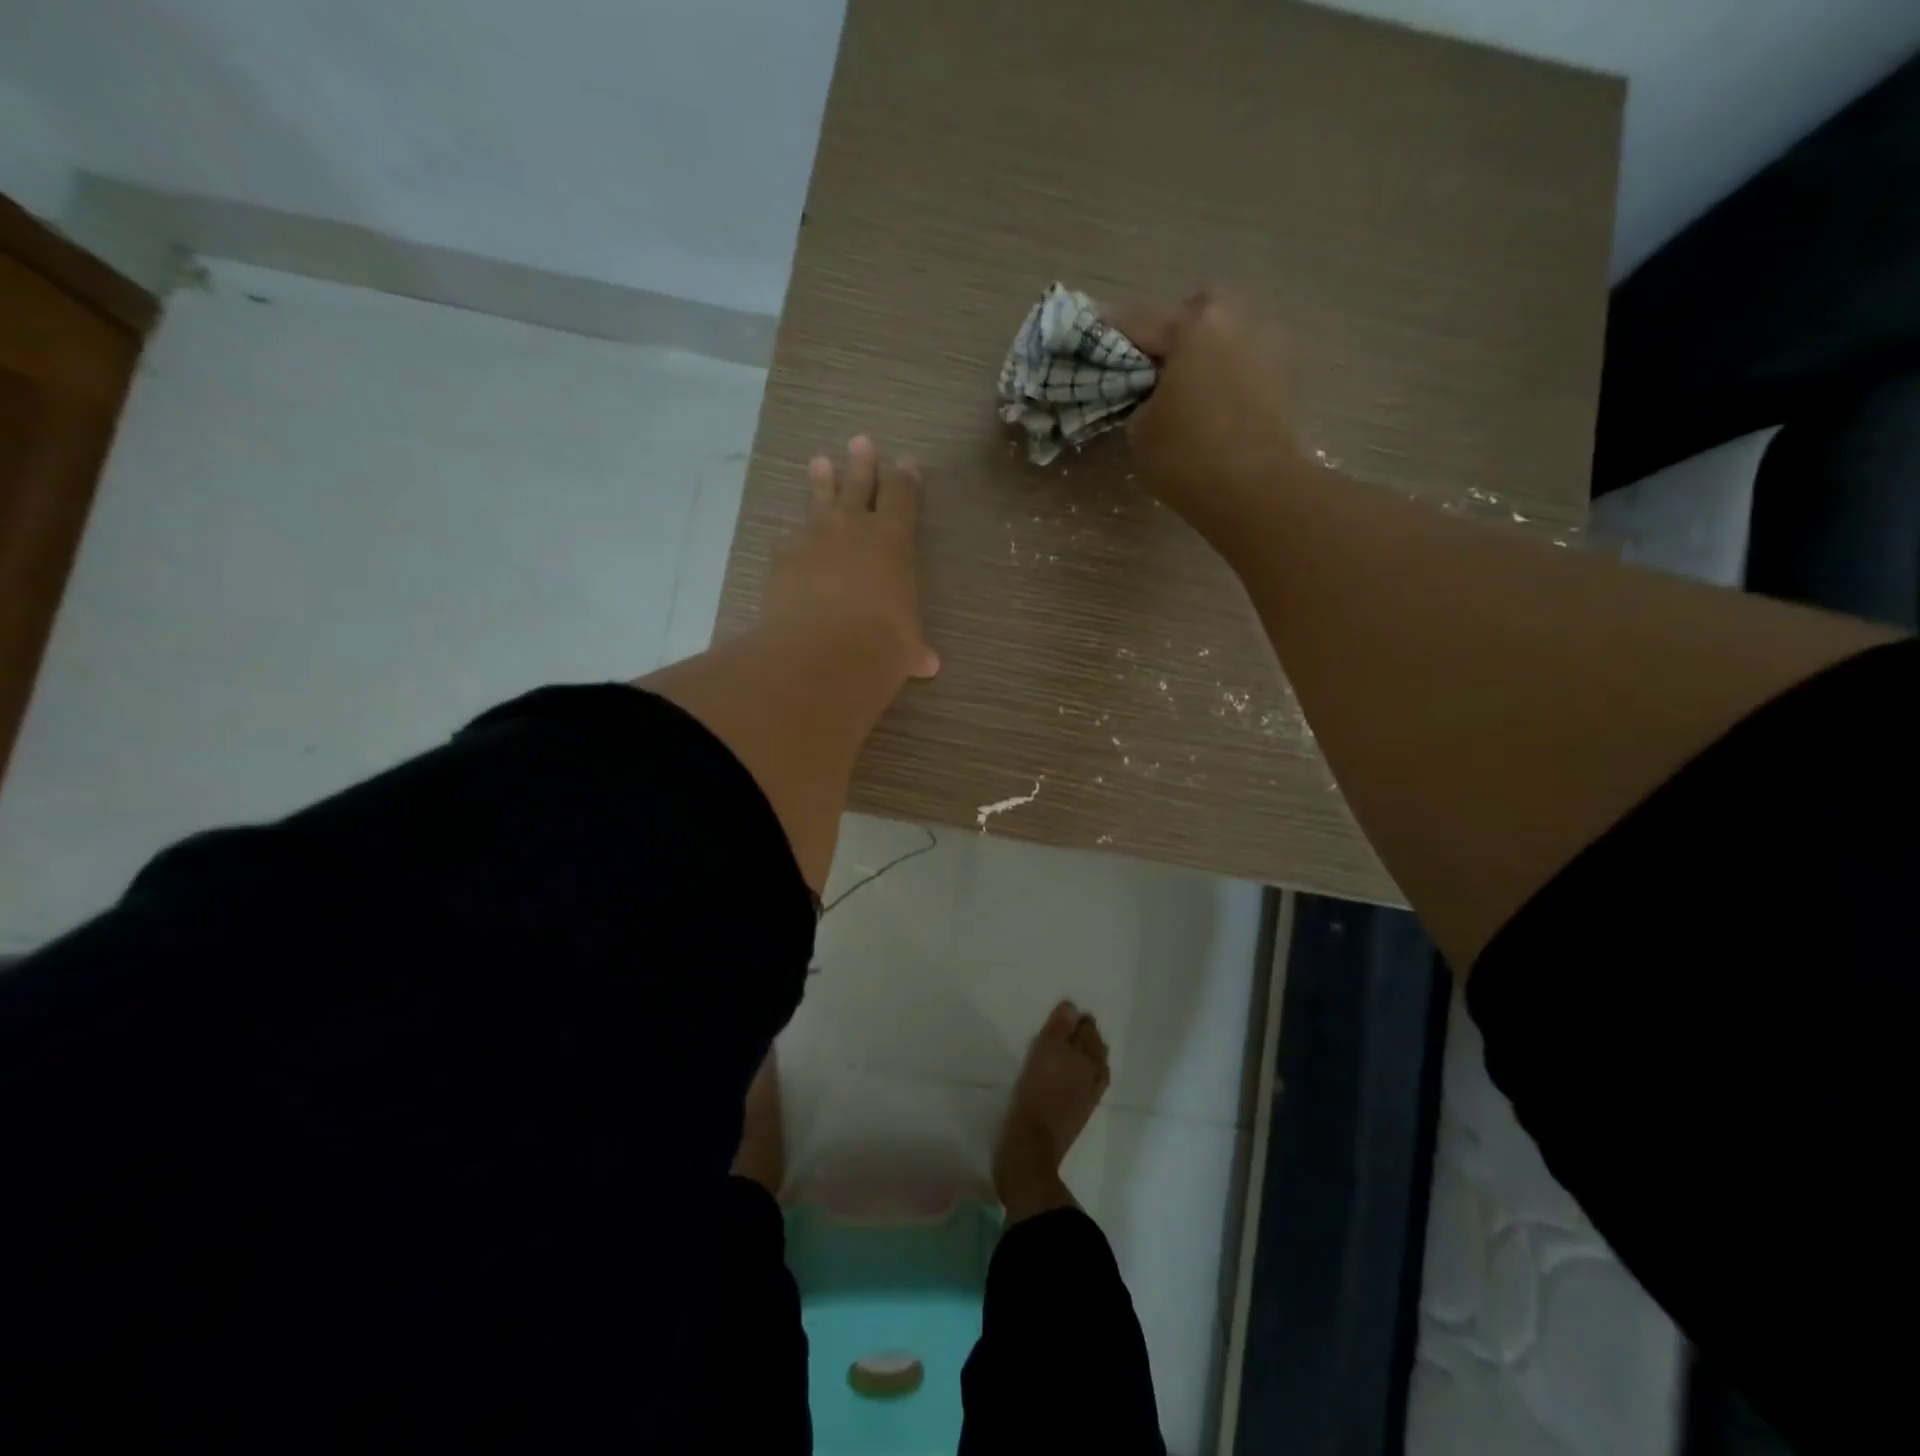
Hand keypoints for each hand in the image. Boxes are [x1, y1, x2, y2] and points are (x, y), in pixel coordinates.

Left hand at [762, 435, 939, 679]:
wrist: (824, 651)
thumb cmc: (882, 643)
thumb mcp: (906, 647)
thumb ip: (914, 649)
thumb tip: (928, 665)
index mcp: (894, 539)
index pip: (903, 498)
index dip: (906, 479)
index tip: (906, 462)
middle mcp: (854, 528)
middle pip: (859, 485)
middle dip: (862, 464)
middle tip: (860, 442)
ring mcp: (814, 538)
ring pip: (820, 502)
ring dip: (822, 483)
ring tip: (819, 463)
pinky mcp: (783, 557)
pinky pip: (790, 540)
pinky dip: (793, 540)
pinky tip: (789, 541)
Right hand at [1117, 291, 1309, 537]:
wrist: (1256, 488)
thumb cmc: (1187, 455)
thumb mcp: (1140, 430)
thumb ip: (1140, 398)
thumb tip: (1152, 394)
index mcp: (1193, 325)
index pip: (1139, 322)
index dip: (1111, 333)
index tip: (1096, 336)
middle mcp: (1236, 319)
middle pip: (1195, 314)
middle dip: (1175, 333)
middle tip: (1155, 370)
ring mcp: (1269, 342)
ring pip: (1227, 335)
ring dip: (1207, 353)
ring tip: (1189, 390)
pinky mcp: (1288, 374)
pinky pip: (1247, 362)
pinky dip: (1230, 376)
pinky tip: (1216, 405)